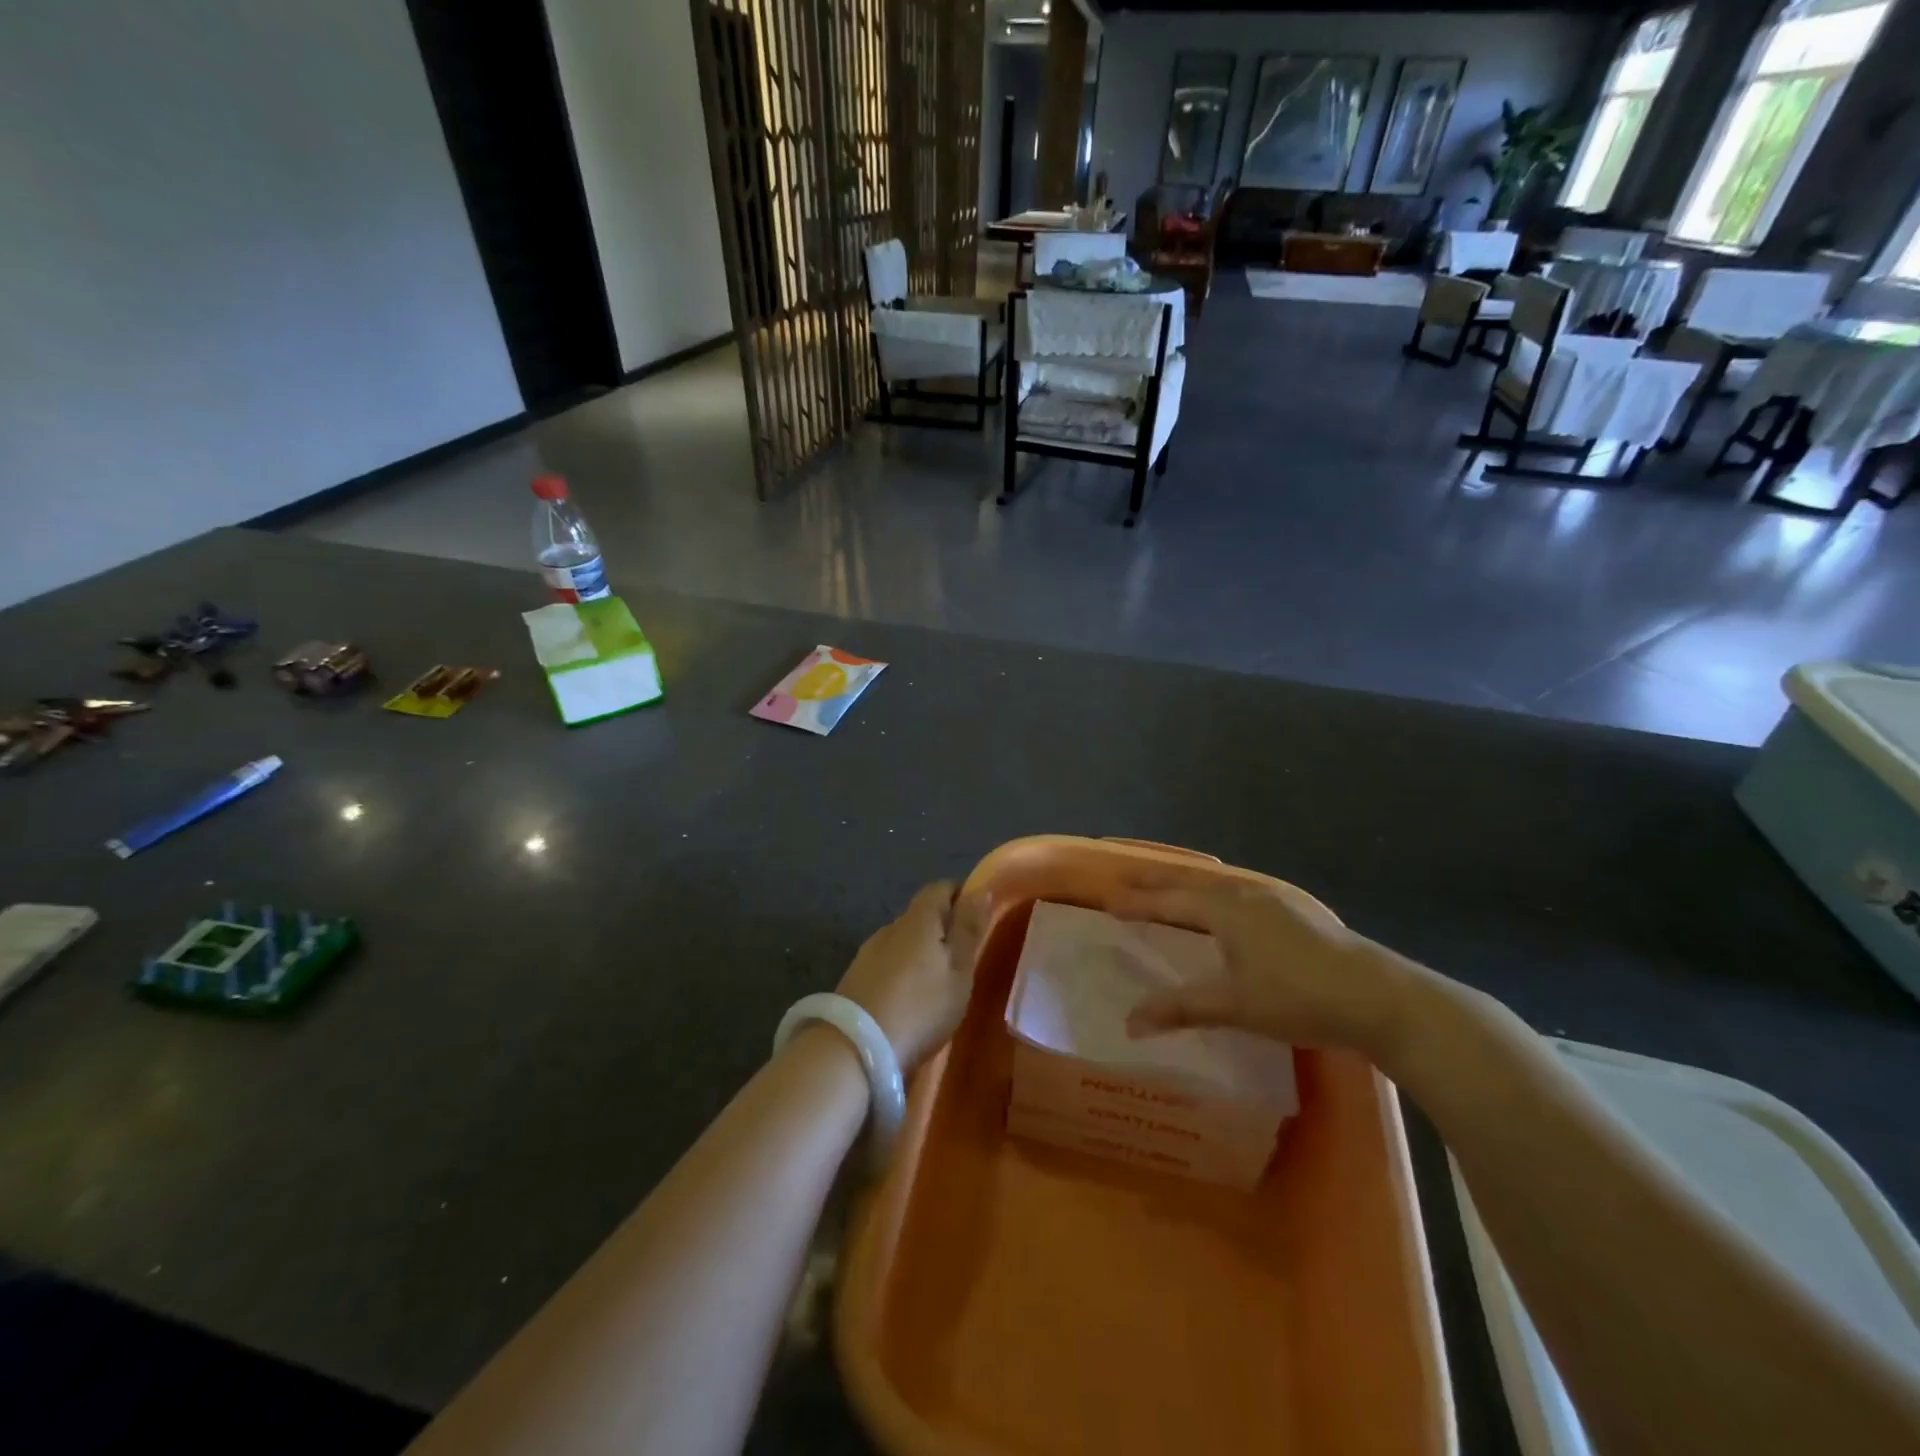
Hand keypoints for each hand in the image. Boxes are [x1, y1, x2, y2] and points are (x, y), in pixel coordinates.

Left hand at [836, 882, 985, 1069]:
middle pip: (919, 916)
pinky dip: (901, 975)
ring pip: (901, 943)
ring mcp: (866, 954)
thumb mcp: (958, 970)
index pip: (939, 888)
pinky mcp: (853, 980)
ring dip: (919, 954)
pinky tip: (908, 1001)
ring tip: (936, 985)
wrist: (854, 1049)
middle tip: (962, 958)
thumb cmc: (920, 1007)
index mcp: (917, 920)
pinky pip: (885, 966)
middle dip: (941, 929)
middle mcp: (889, 928)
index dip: (960, 896)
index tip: (976, 918)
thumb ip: (968, 929)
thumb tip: (981, 888)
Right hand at [1111, 872, 1413, 1054]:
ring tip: (1175, 891)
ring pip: (1221, 887)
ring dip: (1191, 888)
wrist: (1382, 998)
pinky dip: (1221, 897)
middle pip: (1192, 885)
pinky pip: (1244, 895)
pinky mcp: (1301, 914)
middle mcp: (1247, 895)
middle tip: (1130, 880)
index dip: (1138, 903)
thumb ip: (1181, 1008)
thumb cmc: (1299, 997)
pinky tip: (1234, 910)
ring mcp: (1278, 901)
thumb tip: (1129, 1021)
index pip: (1169, 902)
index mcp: (1225, 910)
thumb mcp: (1235, 1005)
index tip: (1109, 900)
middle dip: (1159, 883)